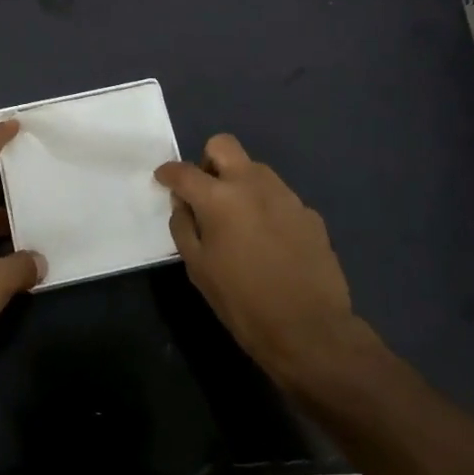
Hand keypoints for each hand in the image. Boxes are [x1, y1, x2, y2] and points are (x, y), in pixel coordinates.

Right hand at [155, 134, 366, 381]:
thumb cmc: (243, 302)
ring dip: (239, 182)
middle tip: (205, 192)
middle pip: (223, 145)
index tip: (164, 180)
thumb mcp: (198, 269)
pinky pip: (278, 197)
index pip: (184, 171)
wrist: (309, 329)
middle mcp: (253, 184)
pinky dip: (266, 207)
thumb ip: (183, 227)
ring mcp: (285, 195)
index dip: (168, 173)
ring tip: (238, 219)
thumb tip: (183, 204)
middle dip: (207, 161)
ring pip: (255, 168)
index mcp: (219, 197)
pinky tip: (269, 240)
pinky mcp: (309, 213)